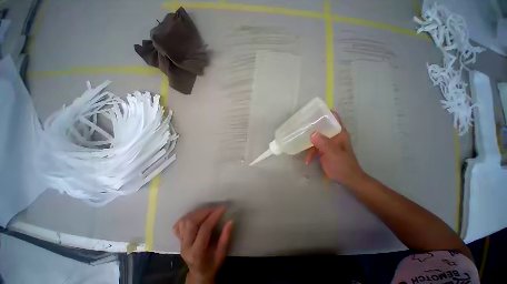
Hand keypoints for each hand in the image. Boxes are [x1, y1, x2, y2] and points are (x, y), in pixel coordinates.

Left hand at [173, 206, 233, 283]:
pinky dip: (187, 217)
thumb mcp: (221, 254)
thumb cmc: (212, 265)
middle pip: (191, 222)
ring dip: (197, 212)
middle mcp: (186, 246)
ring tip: (209, 211)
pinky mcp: (178, 239)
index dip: (214, 216)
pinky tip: (197, 216)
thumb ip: (226, 238)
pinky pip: (179, 224)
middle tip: (216, 209)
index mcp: (197, 253)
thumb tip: (230, 221)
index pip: (204, 229)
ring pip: (185, 221)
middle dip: (205, 212)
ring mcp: (180, 242)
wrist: (198, 274)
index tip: (223, 208)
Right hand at [306, 112, 366, 187]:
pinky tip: (306, 158)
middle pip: (322, 126)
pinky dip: (309, 151)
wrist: (347, 180)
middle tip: (300, 124)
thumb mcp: (334, 154)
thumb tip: (312, 133)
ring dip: (308, 139)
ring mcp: (327, 143)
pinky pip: (314, 146)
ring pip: (316, 136)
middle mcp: (333, 136)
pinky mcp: (323, 150)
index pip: (333, 118)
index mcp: (339, 133)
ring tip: (298, 139)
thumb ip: (324, 144)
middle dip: (311, 125)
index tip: (312, 111)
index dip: (324, 112)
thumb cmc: (343, 166)